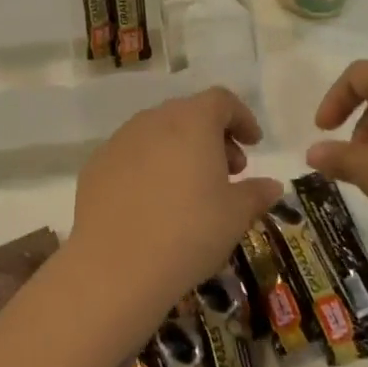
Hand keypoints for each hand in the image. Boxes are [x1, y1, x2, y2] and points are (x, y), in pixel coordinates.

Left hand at [69, 89, 282, 324]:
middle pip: (189, 114)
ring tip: (192, 189)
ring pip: (158, 133)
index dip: (242, 118)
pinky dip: (149, 167)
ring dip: (180, 150)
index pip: (221, 101)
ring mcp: (120, 141)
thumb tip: (271, 186)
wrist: (115, 265)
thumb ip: (256, 193)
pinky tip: (154, 203)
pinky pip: (132, 155)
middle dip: (213, 137)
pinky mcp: (96, 165)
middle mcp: (154, 120)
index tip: (253, 144)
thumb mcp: (235, 216)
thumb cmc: (189, 232)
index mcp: (192, 121)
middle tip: (229, 171)